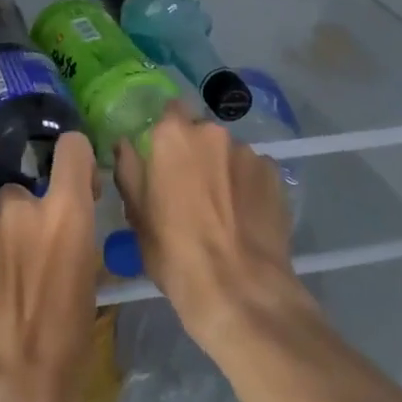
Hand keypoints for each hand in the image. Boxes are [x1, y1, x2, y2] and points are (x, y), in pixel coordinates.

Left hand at [0, 132, 100, 401]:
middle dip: (30, 220)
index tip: (81, 189)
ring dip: (4, 249)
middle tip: (39, 263)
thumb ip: (77, 251)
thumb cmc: (65, 354)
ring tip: (11, 298)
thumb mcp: (90, 295)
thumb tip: (70, 245)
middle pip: (25, 195)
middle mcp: (21, 212)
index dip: (78, 162)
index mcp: (64, 215)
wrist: (5, 400)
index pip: (72, 149)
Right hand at [114, 103, 304, 356]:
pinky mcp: (276, 175)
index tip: (164, 158)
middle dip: (197, 153)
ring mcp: (248, 152)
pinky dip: (248, 186)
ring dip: (224, 169)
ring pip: (230, 153)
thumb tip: (125, 144)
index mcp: (173, 135)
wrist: (240, 290)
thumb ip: (129, 169)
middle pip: (202, 133)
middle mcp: (213, 132)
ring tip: (224, 210)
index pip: (170, 111)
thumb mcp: (137, 215)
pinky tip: (247, 217)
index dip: (167, 134)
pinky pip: (255, 172)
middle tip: (192, 189)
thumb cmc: (175, 253)